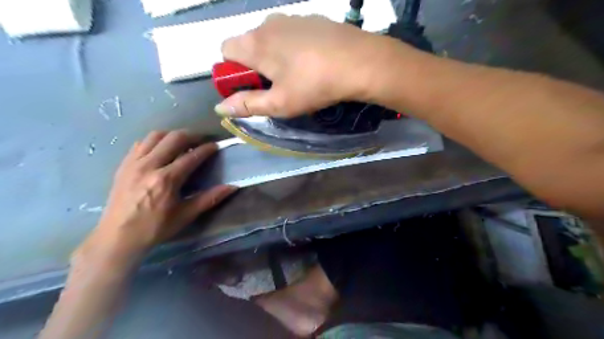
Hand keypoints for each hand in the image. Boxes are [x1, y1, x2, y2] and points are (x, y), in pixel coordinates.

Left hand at [74, 130, 236, 261]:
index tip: (216, 145)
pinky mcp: (124, 165)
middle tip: (201, 141)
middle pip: (173, 138)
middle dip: (191, 136)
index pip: (191, 156)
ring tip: (182, 142)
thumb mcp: (186, 215)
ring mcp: (134, 163)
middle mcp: (149, 166)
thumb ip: (209, 198)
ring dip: (172, 135)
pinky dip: (154, 141)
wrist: (117, 237)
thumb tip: (232, 187)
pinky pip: (141, 143)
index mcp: (167, 179)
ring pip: (155, 136)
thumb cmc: (155, 228)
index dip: (207, 149)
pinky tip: (161, 150)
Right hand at [219, 14, 380, 119]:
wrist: (359, 62)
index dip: (233, 72)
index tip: (251, 88)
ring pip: (271, 38)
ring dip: (274, 57)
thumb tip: (220, 108)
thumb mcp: (279, 103)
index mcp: (255, 43)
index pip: (225, 51)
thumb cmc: (313, 85)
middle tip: (276, 87)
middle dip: (255, 65)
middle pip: (248, 44)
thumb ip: (247, 104)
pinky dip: (293, 48)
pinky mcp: (312, 19)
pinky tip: (312, 62)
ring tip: (297, 76)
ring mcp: (292, 18)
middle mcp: (268, 24)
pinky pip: (292, 34)